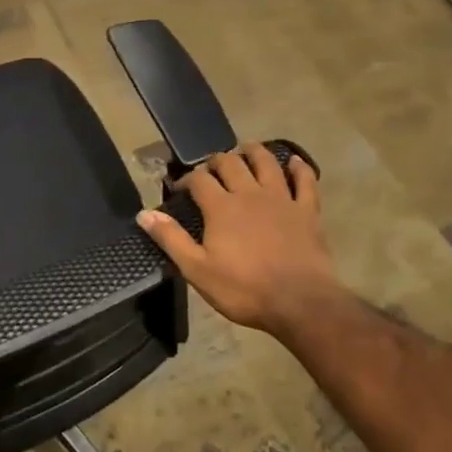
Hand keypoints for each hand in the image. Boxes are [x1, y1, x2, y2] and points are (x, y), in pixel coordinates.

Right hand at [136, 145, 343, 336]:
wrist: (300, 303)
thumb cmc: (244, 289)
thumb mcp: (198, 270)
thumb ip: (171, 239)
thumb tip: (144, 213)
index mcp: (221, 207)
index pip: (199, 179)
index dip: (187, 179)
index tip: (180, 187)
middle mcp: (250, 194)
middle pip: (231, 164)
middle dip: (217, 161)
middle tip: (211, 167)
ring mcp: (281, 199)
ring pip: (267, 163)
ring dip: (254, 152)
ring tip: (246, 149)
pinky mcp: (307, 211)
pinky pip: (305, 181)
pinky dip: (300, 168)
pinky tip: (294, 161)